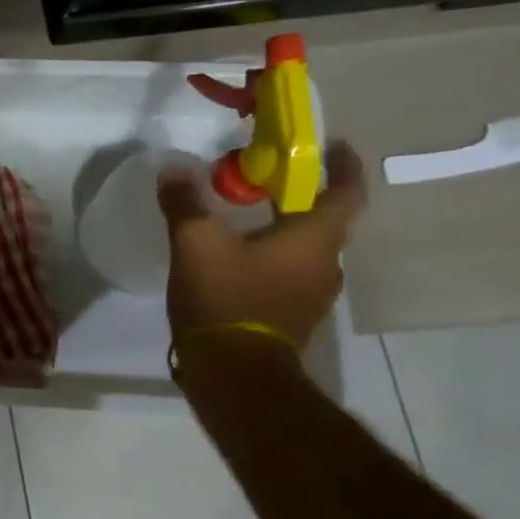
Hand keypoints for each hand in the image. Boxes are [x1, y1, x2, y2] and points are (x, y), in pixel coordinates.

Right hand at [157, 144, 368, 348]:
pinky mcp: (292, 316)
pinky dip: (272, 258)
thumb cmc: (225, 297)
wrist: (234, 372)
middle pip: (325, 220)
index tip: (334, 146)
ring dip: (284, 230)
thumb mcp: (195, 243)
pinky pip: (289, 274)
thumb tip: (173, 169)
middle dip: (301, 197)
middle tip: (268, 181)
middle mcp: (327, 263)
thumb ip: (185, 203)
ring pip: (305, 249)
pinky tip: (238, 260)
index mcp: (314, 238)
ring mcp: (313, 294)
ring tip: (248, 219)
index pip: (346, 192)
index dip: (343, 165)